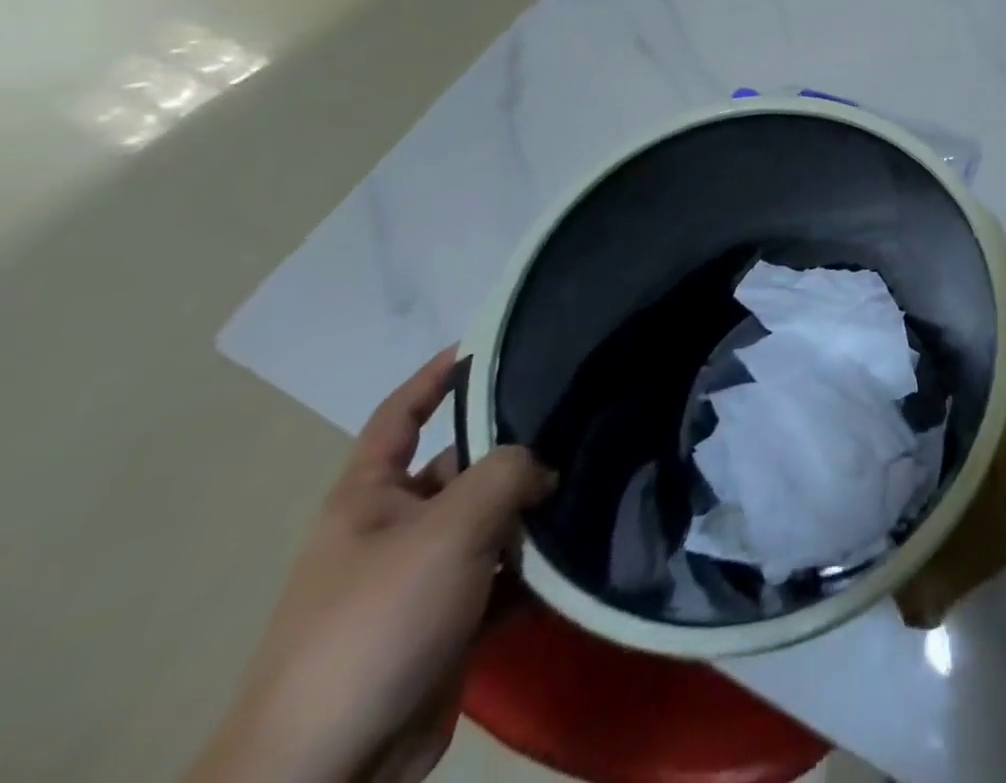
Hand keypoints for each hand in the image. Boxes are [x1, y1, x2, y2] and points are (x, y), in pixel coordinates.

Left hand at [190, 349, 553, 782]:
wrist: (330, 769)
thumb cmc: (375, 624)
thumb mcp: (447, 529)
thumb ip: (506, 474)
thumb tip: (544, 467)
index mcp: (369, 498)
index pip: (400, 416)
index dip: (435, 376)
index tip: (486, 343)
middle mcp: (395, 529)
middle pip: (463, 466)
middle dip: (515, 448)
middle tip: (580, 421)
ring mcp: (423, 578)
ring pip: (491, 521)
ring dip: (534, 510)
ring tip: (596, 477)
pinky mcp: (449, 622)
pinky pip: (503, 574)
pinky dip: (536, 565)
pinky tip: (580, 549)